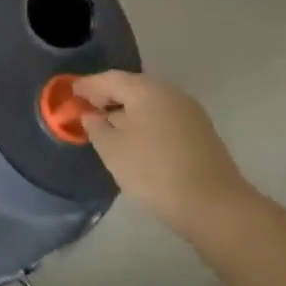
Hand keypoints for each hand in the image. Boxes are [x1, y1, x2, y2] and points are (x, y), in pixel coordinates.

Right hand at [75, 71, 255, 234]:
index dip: (87, 85)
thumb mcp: (112, 149)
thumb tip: (92, 115)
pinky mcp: (201, 133)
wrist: (214, 206)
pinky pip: (164, 117)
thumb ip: (96, 127)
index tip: (70, 94)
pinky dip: (145, 122)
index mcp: (146, 90)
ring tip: (109, 127)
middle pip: (132, 87)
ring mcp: (190, 113)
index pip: (110, 79)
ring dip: (127, 110)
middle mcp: (170, 93)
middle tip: (87, 108)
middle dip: (108, 96)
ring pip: (150, 103)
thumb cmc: (154, 171)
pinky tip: (136, 140)